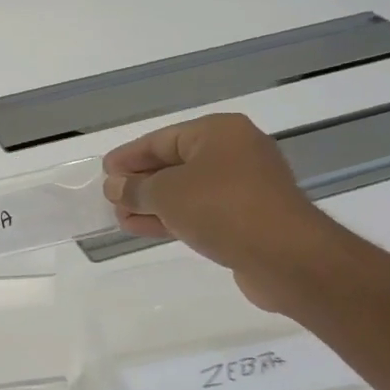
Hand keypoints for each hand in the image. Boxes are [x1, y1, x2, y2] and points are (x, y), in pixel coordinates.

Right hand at [102, 112, 347, 311]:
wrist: (285, 256)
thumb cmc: (222, 208)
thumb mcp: (166, 193)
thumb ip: (135, 188)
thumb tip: (115, 186)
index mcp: (218, 133)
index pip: (161, 139)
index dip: (129, 156)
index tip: (104, 172)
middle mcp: (235, 152)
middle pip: (175, 163)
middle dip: (140, 182)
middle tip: (110, 197)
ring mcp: (244, 186)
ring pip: (186, 191)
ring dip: (152, 204)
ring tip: (120, 218)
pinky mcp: (248, 218)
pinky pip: (201, 211)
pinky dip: (173, 218)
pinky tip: (144, 228)